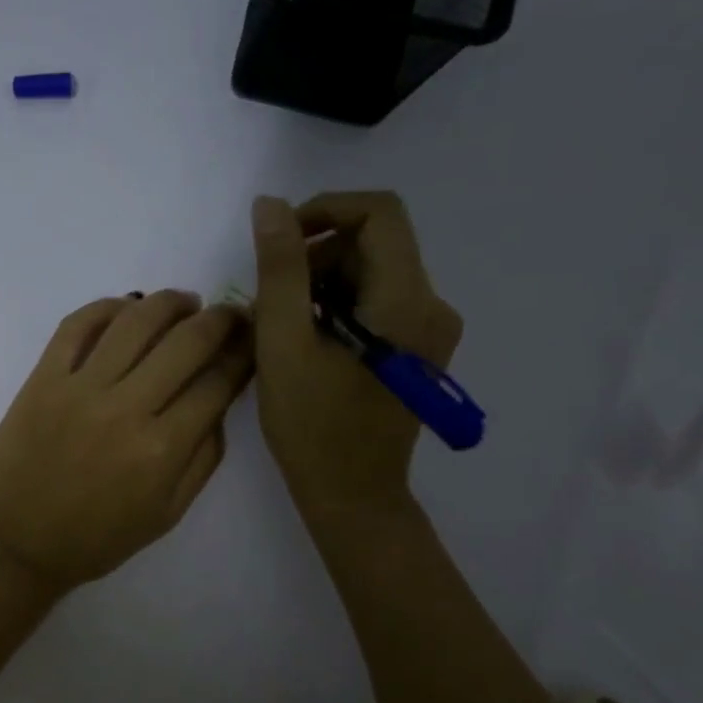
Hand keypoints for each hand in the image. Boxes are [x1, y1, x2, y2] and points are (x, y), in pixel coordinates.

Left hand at [0, 290, 252, 597]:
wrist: (13, 543)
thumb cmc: (93, 539)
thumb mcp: (166, 515)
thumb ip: (202, 460)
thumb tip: (219, 406)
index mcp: (162, 450)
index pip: (218, 383)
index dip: (244, 354)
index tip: (254, 339)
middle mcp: (126, 408)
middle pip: (187, 342)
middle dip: (220, 320)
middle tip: (230, 314)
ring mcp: (80, 387)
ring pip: (136, 320)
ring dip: (170, 302)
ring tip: (185, 303)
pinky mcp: (43, 378)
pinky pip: (77, 325)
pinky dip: (107, 306)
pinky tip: (126, 308)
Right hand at [248, 192, 461, 511]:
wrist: (352, 496)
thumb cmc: (313, 426)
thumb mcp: (283, 342)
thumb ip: (279, 269)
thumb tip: (271, 205)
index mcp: (407, 301)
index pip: (379, 213)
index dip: (324, 210)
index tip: (279, 241)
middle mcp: (431, 306)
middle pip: (373, 243)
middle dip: (315, 256)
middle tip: (272, 300)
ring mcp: (428, 330)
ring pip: (370, 272)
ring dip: (320, 283)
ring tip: (284, 327)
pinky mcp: (417, 348)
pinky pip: (375, 301)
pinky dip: (336, 306)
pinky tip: (306, 342)